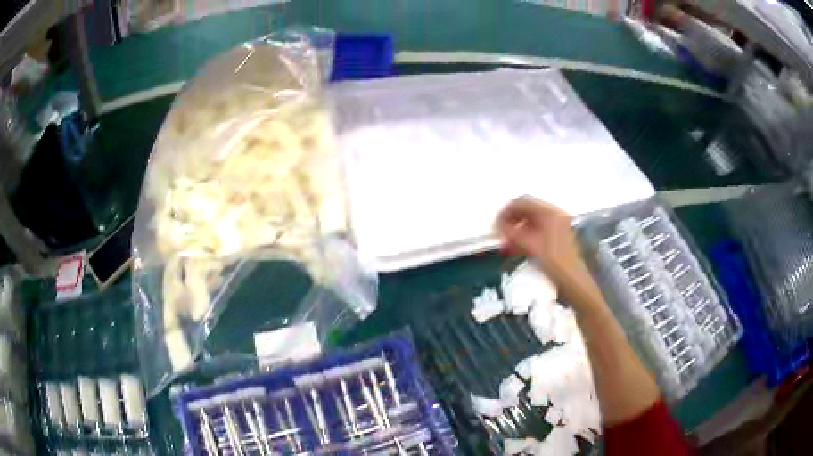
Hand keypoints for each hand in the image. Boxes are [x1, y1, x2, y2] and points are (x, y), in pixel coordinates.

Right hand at [495, 196, 600, 307]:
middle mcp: (555, 216)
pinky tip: (515, 249)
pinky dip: (524, 238)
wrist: (573, 282)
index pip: (523, 202)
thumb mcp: (531, 246)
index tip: (495, 223)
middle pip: (527, 211)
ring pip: (530, 223)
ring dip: (516, 231)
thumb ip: (512, 233)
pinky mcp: (556, 239)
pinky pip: (536, 232)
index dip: (506, 211)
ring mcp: (557, 227)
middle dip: (511, 221)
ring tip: (505, 244)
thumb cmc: (555, 263)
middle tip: (499, 234)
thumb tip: (498, 225)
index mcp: (551, 213)